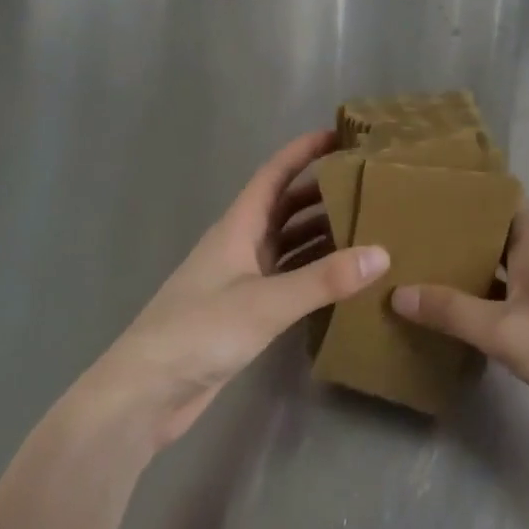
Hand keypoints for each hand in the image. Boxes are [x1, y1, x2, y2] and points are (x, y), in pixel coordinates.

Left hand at [82, 131, 386, 448]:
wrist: (146, 393)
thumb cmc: (200, 331)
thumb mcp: (266, 302)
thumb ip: (324, 279)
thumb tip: (382, 253)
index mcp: (237, 227)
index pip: (274, 174)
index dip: (304, 151)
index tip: (341, 136)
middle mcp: (240, 245)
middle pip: (285, 207)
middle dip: (323, 192)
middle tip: (368, 187)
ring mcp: (241, 279)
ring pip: (288, 243)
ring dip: (321, 233)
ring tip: (368, 228)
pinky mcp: (245, 311)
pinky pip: (287, 278)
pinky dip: (313, 272)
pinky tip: (343, 278)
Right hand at [390, 206, 528, 442]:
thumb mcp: (506, 331)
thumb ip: (452, 312)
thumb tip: (398, 292)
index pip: (502, 197)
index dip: (469, 189)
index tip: (429, 188)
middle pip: (496, 231)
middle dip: (457, 230)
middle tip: (410, 231)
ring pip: (501, 265)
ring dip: (468, 265)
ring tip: (420, 267)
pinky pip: (510, 295)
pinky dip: (483, 297)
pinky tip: (455, 312)